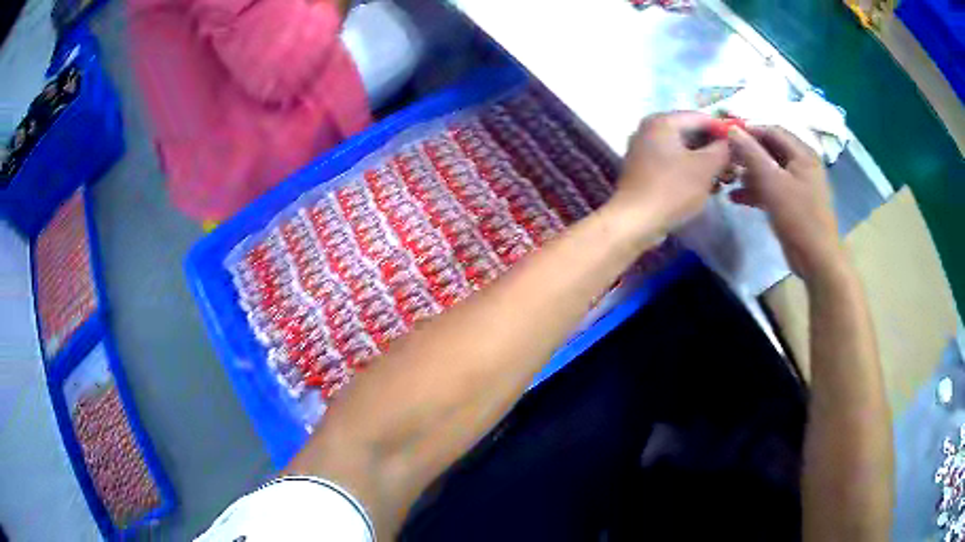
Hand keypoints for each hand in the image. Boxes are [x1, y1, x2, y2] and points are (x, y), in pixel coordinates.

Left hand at [608, 112, 729, 238]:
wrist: (635, 221)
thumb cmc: (672, 189)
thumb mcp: (705, 168)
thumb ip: (721, 150)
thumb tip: (729, 142)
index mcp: (662, 121)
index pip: (701, 118)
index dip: (723, 131)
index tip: (740, 148)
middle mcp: (650, 129)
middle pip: (691, 133)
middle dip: (715, 150)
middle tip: (733, 168)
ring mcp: (644, 149)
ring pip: (683, 150)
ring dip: (705, 163)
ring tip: (725, 180)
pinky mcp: (644, 170)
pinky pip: (673, 163)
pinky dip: (691, 172)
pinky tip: (707, 187)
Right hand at [727, 126, 844, 281]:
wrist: (817, 259)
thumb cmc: (798, 217)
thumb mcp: (772, 182)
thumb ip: (751, 154)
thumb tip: (732, 129)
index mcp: (802, 153)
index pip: (772, 130)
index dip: (749, 130)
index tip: (726, 134)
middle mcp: (802, 164)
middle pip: (770, 150)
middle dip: (747, 153)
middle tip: (725, 158)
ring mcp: (798, 185)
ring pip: (769, 170)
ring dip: (749, 173)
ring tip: (728, 179)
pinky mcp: (793, 203)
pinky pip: (772, 189)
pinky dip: (756, 190)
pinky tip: (736, 198)